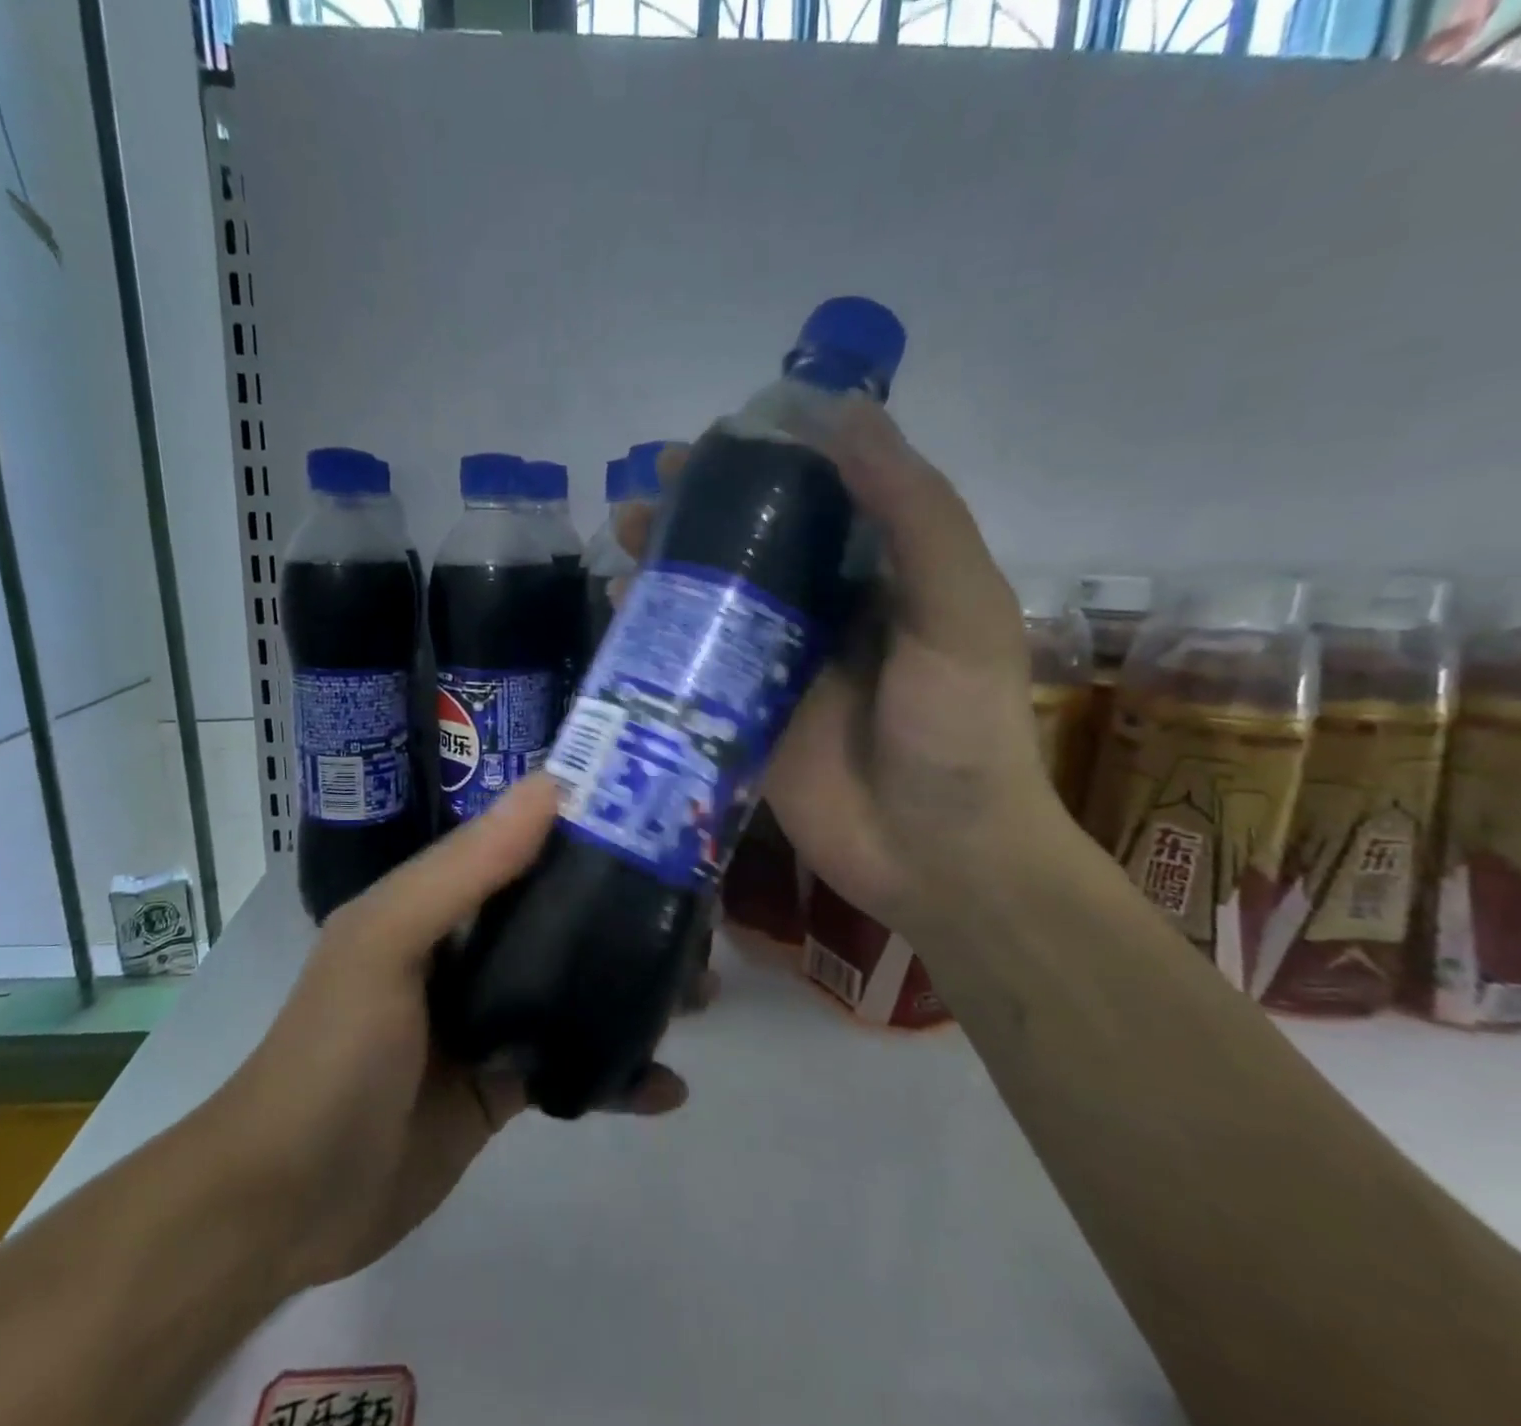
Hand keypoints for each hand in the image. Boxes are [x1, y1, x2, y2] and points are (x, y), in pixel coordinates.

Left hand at [208, 777, 690, 1293]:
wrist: (286, 1204)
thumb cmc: (334, 1055)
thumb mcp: (387, 942)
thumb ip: (466, 869)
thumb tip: (552, 787)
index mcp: (439, 902)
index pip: (523, 845)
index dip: (588, 830)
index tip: (662, 824)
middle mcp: (466, 951)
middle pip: (563, 916)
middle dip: (630, 914)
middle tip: (699, 918)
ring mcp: (487, 1021)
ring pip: (578, 988)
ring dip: (636, 989)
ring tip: (701, 993)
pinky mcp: (503, 1087)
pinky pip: (574, 1067)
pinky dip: (619, 1075)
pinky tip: (666, 1088)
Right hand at [622, 401, 1059, 938]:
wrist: (938, 855)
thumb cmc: (960, 729)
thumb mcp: (957, 608)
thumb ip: (912, 514)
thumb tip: (846, 413)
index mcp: (879, 577)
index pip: (813, 499)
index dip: (760, 464)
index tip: (710, 443)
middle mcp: (823, 615)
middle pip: (749, 548)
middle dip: (697, 517)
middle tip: (644, 495)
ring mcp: (777, 670)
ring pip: (714, 604)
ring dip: (670, 570)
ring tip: (623, 543)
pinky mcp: (742, 720)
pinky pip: (695, 669)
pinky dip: (659, 641)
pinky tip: (622, 615)